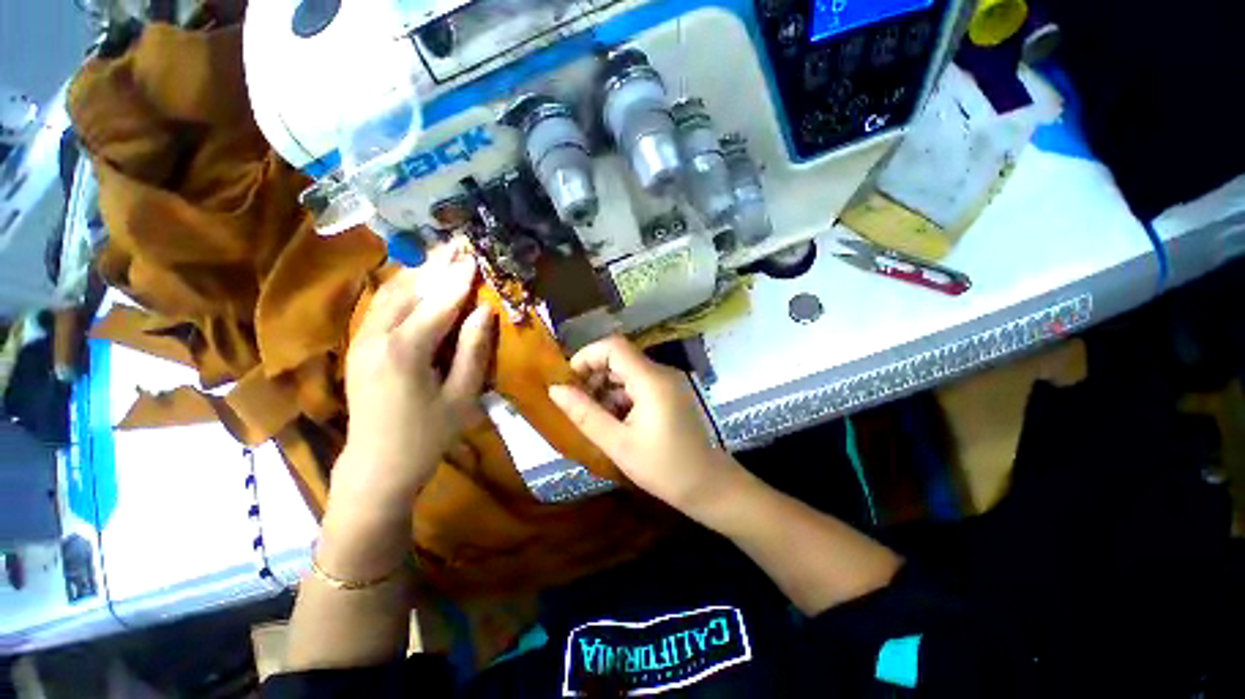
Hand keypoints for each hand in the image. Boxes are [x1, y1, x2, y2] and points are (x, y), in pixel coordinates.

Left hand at [332, 246, 494, 515]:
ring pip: (390, 293)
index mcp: (405, 351)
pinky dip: (402, 287)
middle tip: (459, 243)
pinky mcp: (359, 346)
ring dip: (418, 271)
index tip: (476, 256)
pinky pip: (381, 306)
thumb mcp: (462, 396)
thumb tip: (485, 311)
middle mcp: (377, 337)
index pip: (439, 304)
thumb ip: (473, 350)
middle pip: (410, 290)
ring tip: (441, 254)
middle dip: (437, 265)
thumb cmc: (428, 435)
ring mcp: (362, 339)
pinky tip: (416, 279)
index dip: (460, 280)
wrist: (376, 465)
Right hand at [548, 336, 741, 514]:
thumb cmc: (663, 468)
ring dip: (606, 388)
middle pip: (620, 358)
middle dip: (594, 375)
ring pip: (628, 371)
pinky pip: (639, 383)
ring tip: (593, 416)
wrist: (708, 485)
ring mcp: (669, 382)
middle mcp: (662, 372)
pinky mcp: (671, 392)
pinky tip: (614, 420)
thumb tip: (555, 389)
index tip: (569, 381)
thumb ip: (585, 414)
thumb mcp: (618, 443)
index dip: (587, 357)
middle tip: (577, 403)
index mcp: (651, 380)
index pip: (614, 347)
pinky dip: (621, 395)